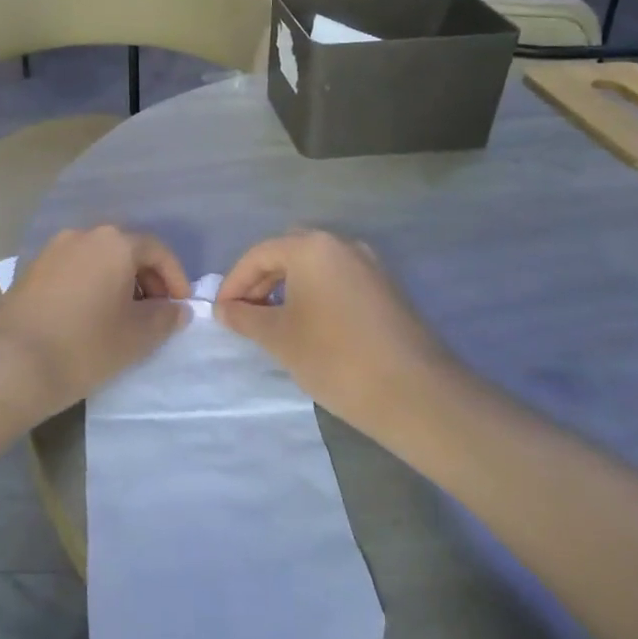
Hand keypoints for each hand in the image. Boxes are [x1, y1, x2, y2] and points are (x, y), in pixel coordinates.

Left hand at [0, 226, 189, 423]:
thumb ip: (165, 318)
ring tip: (124, 318)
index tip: (181, 307)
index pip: (156, 250)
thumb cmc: (84, 345)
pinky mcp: (31, 269)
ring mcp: (52, 250)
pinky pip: (74, 269)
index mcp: (114, 242)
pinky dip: (91, 286)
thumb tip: (176, 309)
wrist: (10, 363)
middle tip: (156, 314)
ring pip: (98, 259)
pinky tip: (91, 318)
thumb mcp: (137, 337)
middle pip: (126, 249)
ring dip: (118, 282)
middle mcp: (83, 235)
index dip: (175, 278)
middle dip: (147, 279)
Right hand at [216, 231, 459, 439]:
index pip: (259, 254)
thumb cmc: (336, 358)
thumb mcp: (280, 338)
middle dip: (261, 280)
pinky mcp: (387, 288)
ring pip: (316, 266)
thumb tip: (224, 309)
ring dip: (289, 287)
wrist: (416, 394)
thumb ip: (246, 317)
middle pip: (288, 252)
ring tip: (274, 323)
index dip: (234, 283)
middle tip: (245, 314)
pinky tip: (310, 327)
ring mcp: (370, 265)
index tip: (221, 313)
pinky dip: (316, 294)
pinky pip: (339, 280)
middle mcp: (342, 244)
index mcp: (313, 247)